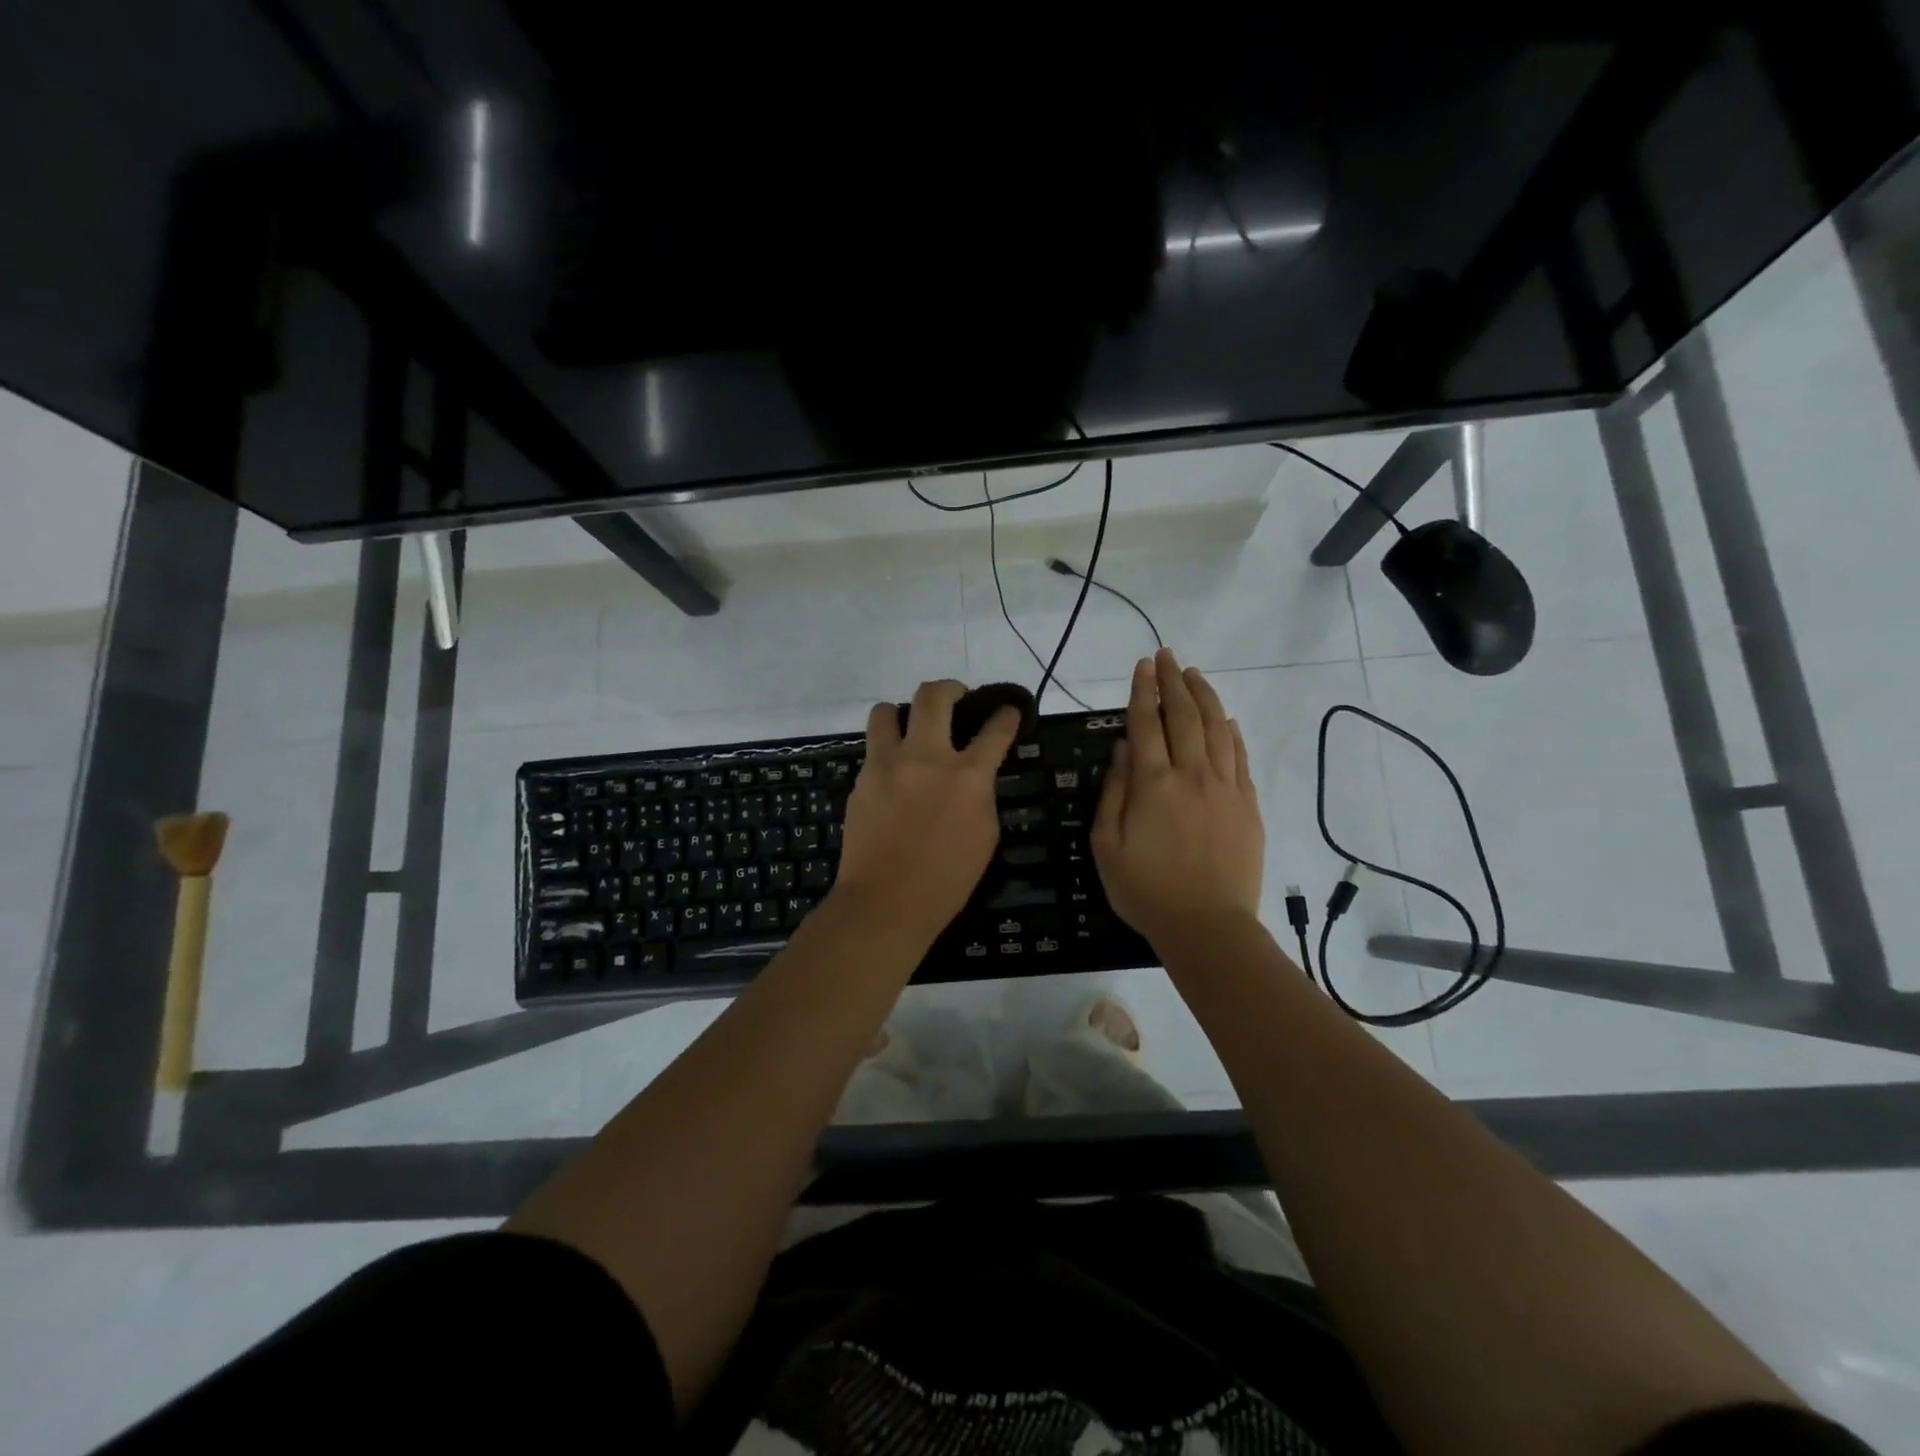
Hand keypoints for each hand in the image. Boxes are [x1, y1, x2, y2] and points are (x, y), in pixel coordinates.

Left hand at [833, 680, 1021, 944]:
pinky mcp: (862, 779)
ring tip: (910, 728)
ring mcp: (888, 765)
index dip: (1006, 714)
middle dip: (950, 688)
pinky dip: (887, 750)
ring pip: (887, 710)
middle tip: (956, 699)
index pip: (995, 728)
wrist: (885, 902)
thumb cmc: (947, 880)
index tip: (1007, 710)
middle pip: (934, 696)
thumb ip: (981, 794)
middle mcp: (926, 757)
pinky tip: (894, 773)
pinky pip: (873, 748)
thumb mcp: (985, 835)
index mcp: (968, 776)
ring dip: (903, 712)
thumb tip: (975, 775)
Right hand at [1092, 650, 1264, 948]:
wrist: (1207, 926)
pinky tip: (1226, 720)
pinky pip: (1240, 758)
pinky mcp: (1248, 805)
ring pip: (1217, 729)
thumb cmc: (1145, 890)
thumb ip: (1113, 792)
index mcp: (1153, 784)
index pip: (1147, 723)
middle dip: (1175, 681)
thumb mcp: (1107, 845)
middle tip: (1169, 655)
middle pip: (1184, 716)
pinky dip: (1232, 733)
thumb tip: (1124, 749)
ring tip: (1195, 675)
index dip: (1144, 690)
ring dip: (1205, 697)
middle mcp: (1191, 775)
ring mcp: (1225, 788)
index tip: (1144, 665)